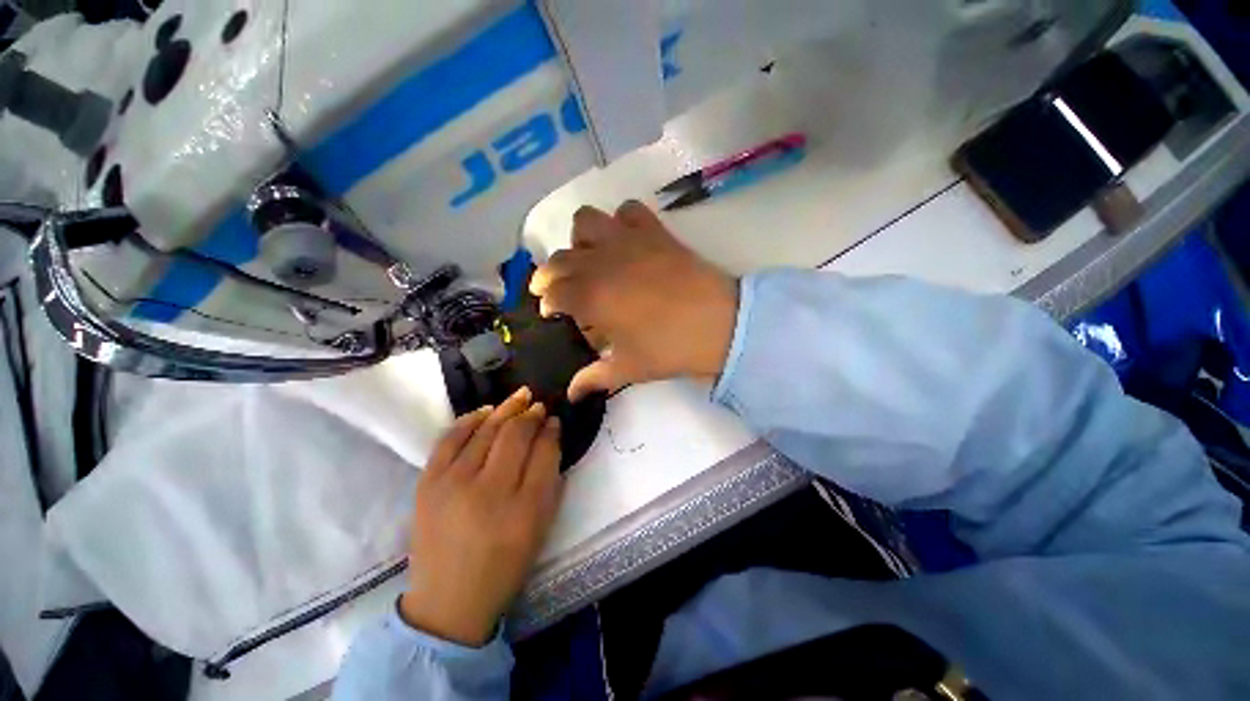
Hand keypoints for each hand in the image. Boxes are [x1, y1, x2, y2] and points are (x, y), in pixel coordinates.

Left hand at [400, 388, 562, 646]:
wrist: (448, 600)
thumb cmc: (505, 563)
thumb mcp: (540, 524)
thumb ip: (550, 477)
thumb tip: (550, 435)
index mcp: (524, 507)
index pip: (543, 451)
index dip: (550, 429)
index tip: (553, 419)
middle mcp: (488, 490)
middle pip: (514, 435)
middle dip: (530, 414)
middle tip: (537, 404)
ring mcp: (453, 484)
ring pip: (485, 431)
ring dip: (505, 409)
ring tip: (519, 397)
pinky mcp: (428, 484)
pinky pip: (449, 439)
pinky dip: (468, 419)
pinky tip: (485, 410)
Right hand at [530, 201, 738, 400]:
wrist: (719, 325)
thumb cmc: (669, 348)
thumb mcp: (629, 368)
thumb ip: (595, 377)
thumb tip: (571, 394)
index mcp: (590, 297)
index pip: (553, 292)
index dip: (548, 302)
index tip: (552, 312)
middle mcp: (601, 262)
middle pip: (561, 258)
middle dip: (552, 274)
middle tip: (563, 290)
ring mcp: (627, 241)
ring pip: (586, 221)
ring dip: (581, 239)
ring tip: (591, 258)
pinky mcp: (654, 231)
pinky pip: (628, 210)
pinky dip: (621, 221)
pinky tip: (626, 241)